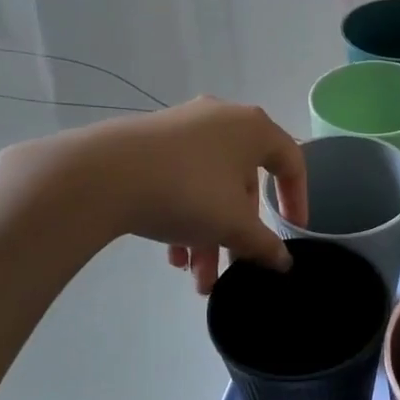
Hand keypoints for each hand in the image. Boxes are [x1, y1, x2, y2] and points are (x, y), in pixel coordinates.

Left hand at [10, 99, 307, 293]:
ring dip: (209, 235)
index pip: (291, 162)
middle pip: (243, 184)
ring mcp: (182, 129)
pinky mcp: (150, 142)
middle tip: (232, 269)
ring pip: (210, 188)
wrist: (102, 175)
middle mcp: (222, 120)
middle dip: (238, 234)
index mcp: (253, 128)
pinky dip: (183, 217)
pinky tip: (173, 256)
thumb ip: (265, 245)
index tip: (292, 233)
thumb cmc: (188, 192)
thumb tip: (283, 262)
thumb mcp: (233, 226)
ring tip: (196, 279)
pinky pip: (181, 181)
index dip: (298, 201)